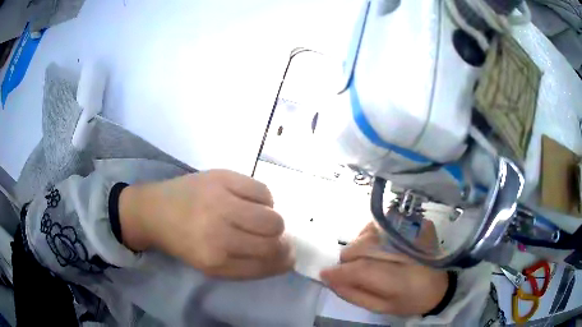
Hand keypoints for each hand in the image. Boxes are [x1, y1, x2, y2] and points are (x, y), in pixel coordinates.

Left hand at [119, 170, 293, 278]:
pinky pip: (263, 191)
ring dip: (273, 222)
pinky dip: (265, 200)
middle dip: (280, 242)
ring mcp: (220, 202)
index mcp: (214, 261)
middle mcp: (219, 233)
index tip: (287, 257)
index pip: (265, 264)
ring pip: (273, 217)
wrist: (155, 210)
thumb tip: (283, 255)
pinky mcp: (222, 177)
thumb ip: (247, 265)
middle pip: (272, 241)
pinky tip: (251, 202)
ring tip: (260, 219)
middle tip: (273, 238)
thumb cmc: (183, 241)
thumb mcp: (211, 265)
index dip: (283, 262)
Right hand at [320, 222, 447, 315]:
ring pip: (370, 231)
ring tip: (366, 257)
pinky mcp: (417, 222)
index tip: (324, 274)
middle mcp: (408, 250)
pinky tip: (377, 244)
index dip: (340, 271)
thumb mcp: (381, 307)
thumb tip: (329, 278)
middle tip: (351, 269)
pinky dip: (372, 232)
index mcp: (402, 280)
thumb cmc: (410, 301)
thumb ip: (354, 294)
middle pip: (364, 246)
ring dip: (360, 244)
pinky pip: (383, 221)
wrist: (440, 285)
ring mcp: (415, 231)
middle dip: (349, 258)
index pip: (363, 270)